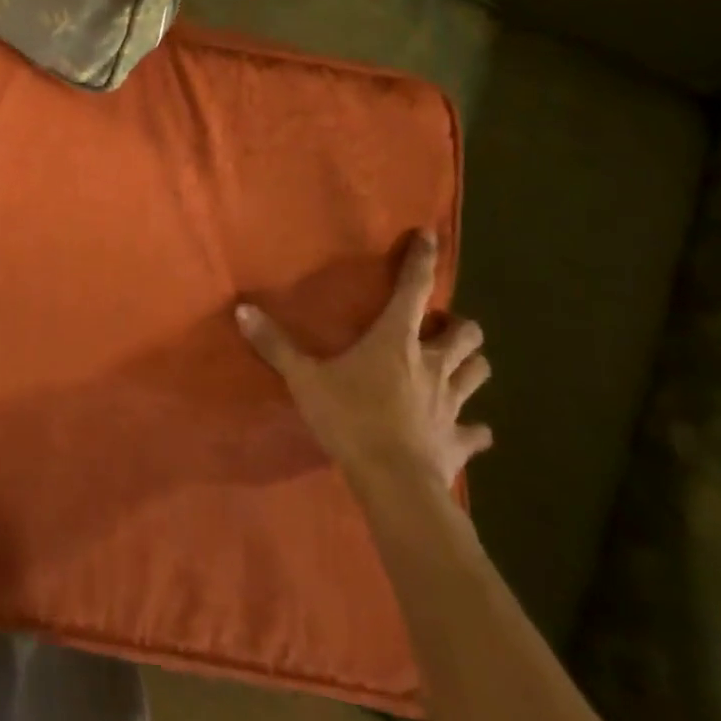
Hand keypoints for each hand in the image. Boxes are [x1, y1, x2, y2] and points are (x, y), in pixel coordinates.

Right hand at [236, 230, 491, 492]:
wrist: (394, 484)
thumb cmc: (351, 419)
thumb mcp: (304, 379)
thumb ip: (275, 344)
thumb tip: (241, 309)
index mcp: (396, 340)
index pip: (414, 289)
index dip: (423, 259)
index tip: (431, 236)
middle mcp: (431, 364)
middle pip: (466, 334)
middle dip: (459, 326)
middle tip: (441, 327)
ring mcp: (451, 404)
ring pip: (479, 373)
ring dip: (471, 365)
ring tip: (458, 364)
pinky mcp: (459, 440)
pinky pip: (477, 432)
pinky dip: (475, 428)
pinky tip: (470, 429)